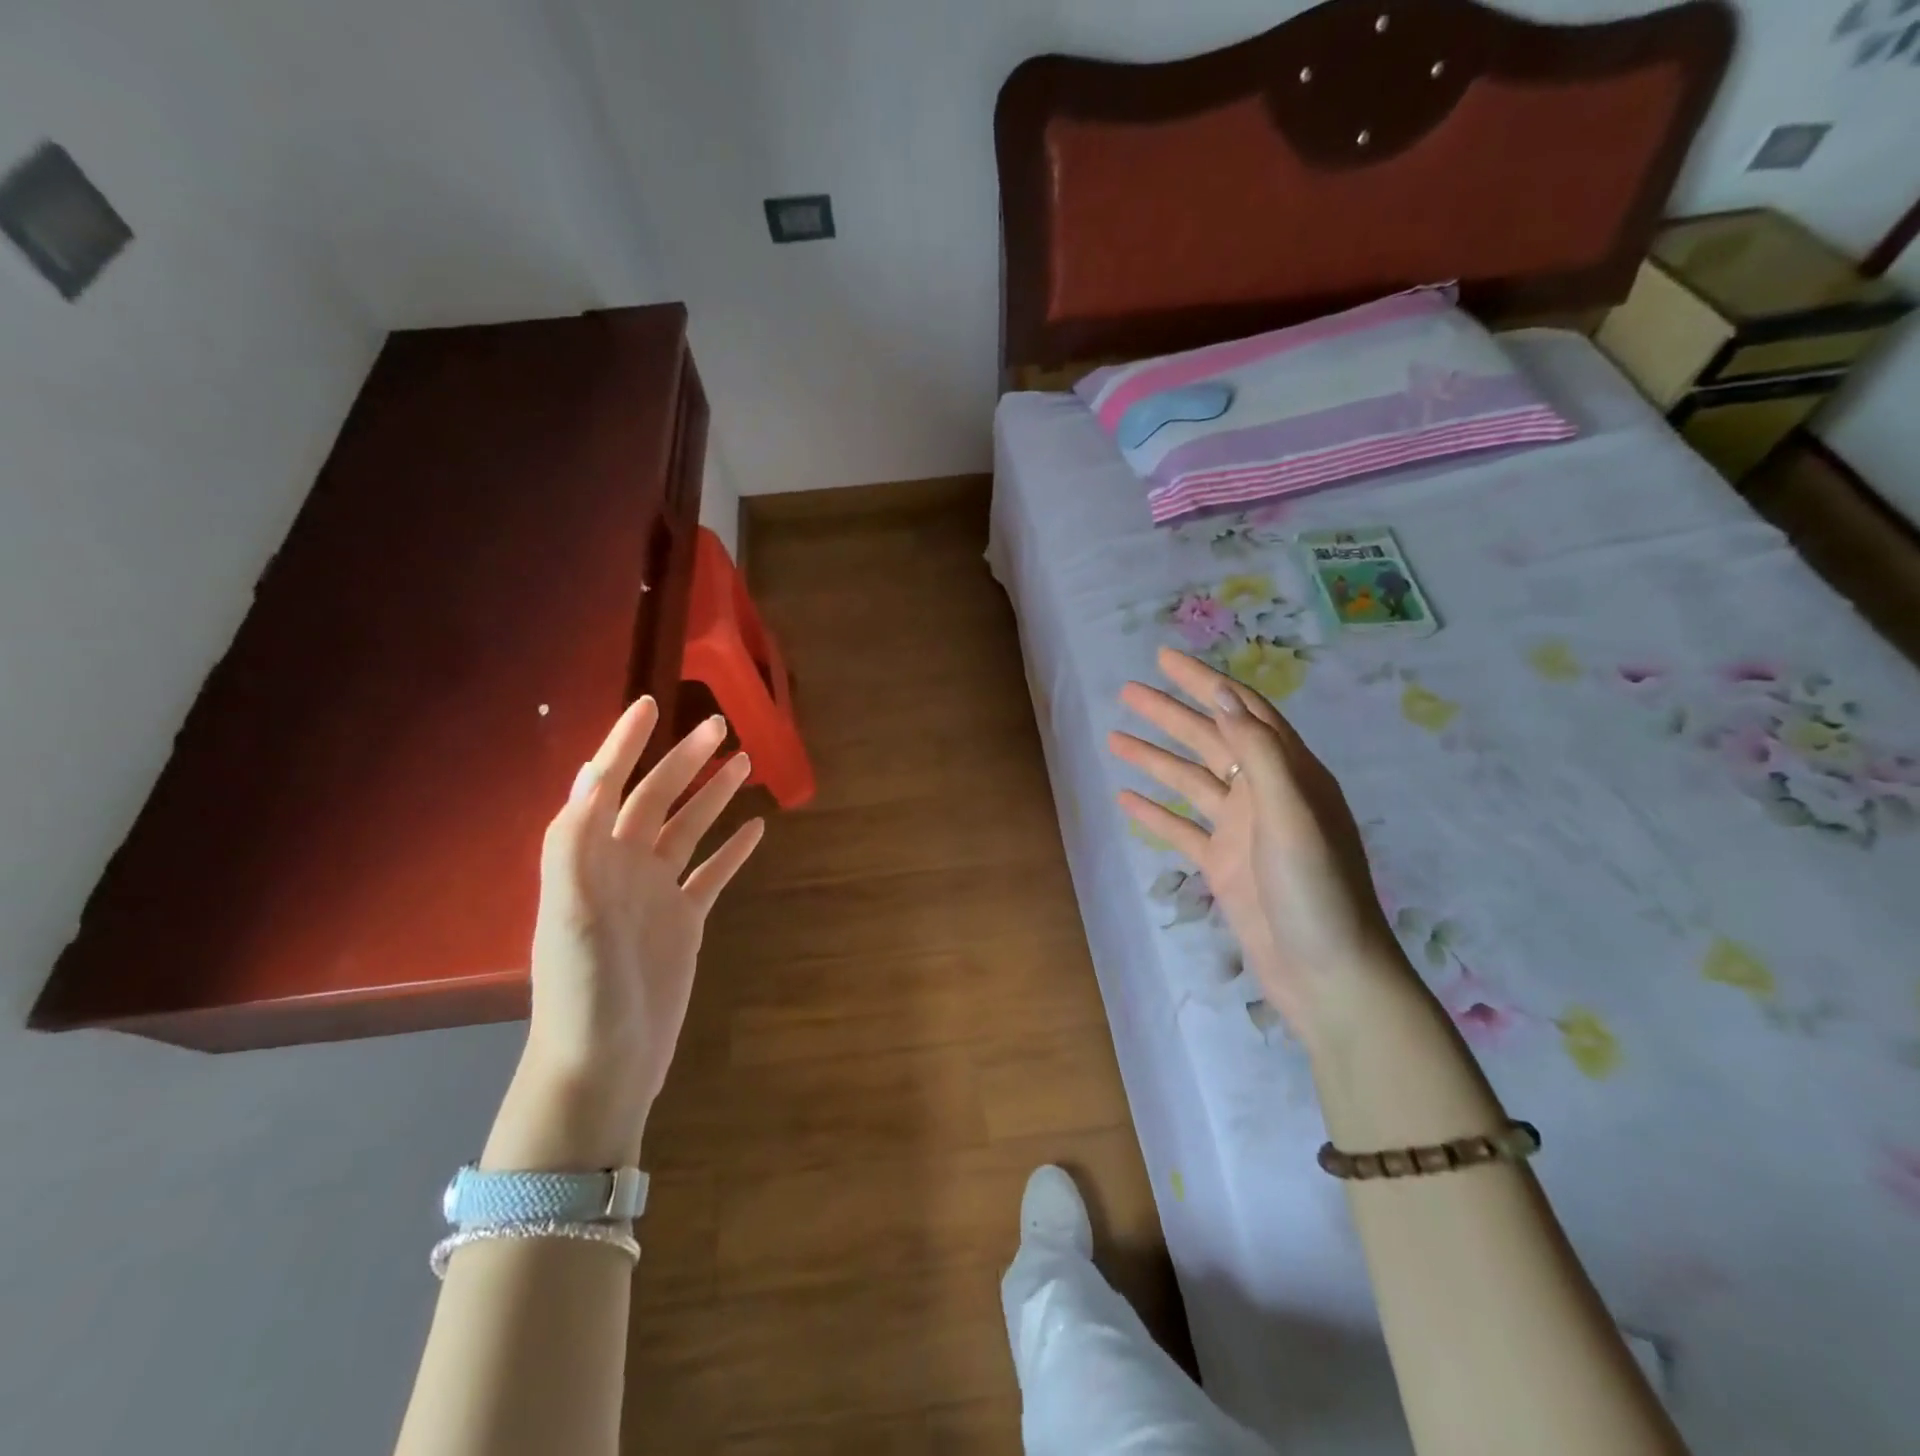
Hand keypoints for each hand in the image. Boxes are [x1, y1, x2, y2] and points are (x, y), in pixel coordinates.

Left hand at [489, 699, 762, 1170]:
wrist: (603, 1062)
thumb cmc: (582, 987)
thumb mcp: (567, 914)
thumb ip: (573, 843)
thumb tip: (590, 774)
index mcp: (589, 858)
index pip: (606, 785)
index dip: (624, 743)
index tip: (649, 703)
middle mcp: (622, 866)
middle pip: (656, 799)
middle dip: (684, 761)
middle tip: (720, 726)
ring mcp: (655, 892)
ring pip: (688, 829)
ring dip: (712, 796)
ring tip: (743, 762)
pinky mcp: (683, 920)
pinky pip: (712, 873)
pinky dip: (732, 850)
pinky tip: (756, 828)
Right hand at [1109, 647, 1414, 1048]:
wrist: (1328, 974)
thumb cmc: (1318, 891)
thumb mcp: (1293, 815)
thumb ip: (1261, 754)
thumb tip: (1223, 698)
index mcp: (1290, 774)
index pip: (1241, 712)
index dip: (1204, 682)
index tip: (1165, 659)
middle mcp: (1265, 794)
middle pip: (1210, 740)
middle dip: (1169, 713)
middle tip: (1126, 691)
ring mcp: (1242, 831)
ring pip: (1191, 781)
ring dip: (1155, 758)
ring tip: (1114, 737)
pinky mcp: (1224, 865)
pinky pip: (1182, 829)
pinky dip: (1154, 812)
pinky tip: (1124, 798)